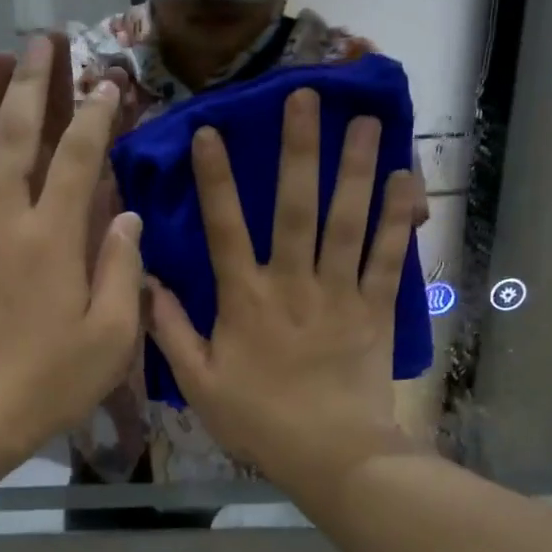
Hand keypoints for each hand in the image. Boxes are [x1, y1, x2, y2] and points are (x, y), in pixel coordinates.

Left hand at [0, 35, 143, 460]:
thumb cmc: (47, 383)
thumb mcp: (110, 338)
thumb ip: (121, 270)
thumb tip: (126, 216)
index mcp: (51, 238)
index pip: (77, 157)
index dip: (94, 115)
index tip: (106, 85)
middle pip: (12, 133)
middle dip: (29, 81)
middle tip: (37, 42)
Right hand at [144, 88, 422, 493]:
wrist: (331, 454)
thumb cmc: (258, 421)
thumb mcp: (199, 384)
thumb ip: (171, 332)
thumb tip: (147, 283)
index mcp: (245, 300)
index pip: (224, 229)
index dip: (215, 180)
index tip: (210, 133)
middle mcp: (292, 284)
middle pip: (295, 208)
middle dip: (298, 151)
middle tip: (306, 97)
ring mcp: (339, 293)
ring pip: (346, 221)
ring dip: (354, 168)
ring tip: (364, 120)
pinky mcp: (375, 309)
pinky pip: (389, 257)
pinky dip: (398, 219)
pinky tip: (404, 181)